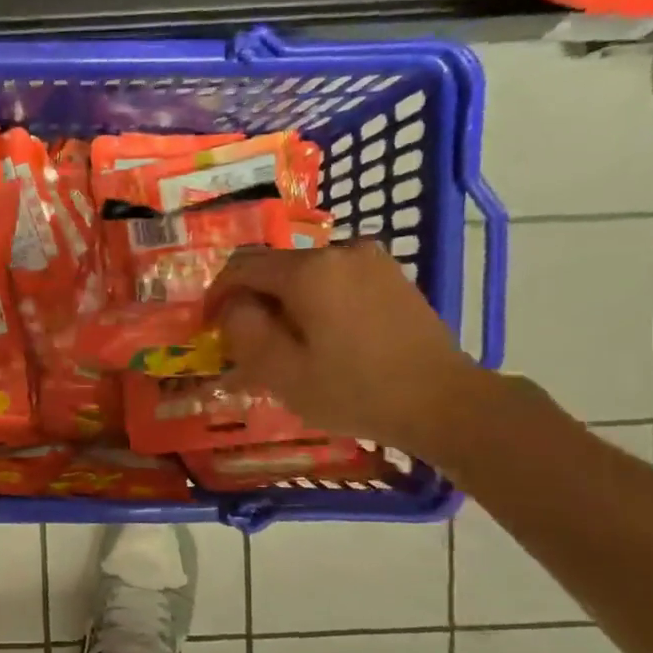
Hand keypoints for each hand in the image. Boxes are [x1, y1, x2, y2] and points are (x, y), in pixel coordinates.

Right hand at [205, 240, 492, 457]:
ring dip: (285, 302)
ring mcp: (371, 260)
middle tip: (246, 343)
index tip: (208, 325)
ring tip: (285, 343)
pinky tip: (322, 336)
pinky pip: (336, 279)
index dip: (217, 293)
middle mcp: (339, 250)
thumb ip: (244, 332)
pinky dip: (316, 300)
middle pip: (276, 268)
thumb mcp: (283, 373)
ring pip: (306, 274)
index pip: (242, 266)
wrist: (444, 402)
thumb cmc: (356, 392)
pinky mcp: (391, 275)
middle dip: (253, 300)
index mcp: (309, 270)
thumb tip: (233, 307)